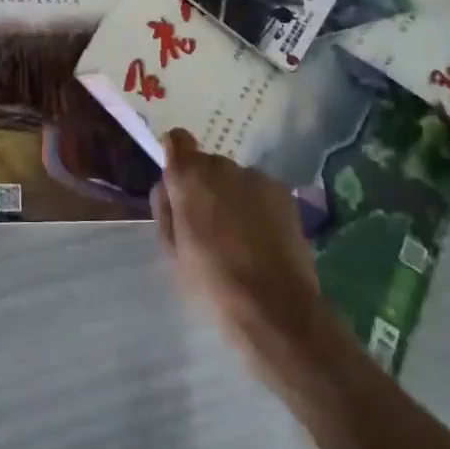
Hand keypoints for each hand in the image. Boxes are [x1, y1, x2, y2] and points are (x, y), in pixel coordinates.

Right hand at [150, 129, 334, 382]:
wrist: (275, 308)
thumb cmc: (212, 281)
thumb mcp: (172, 249)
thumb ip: (166, 208)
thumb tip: (168, 187)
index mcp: (189, 176)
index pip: (177, 140)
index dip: (176, 156)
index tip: (180, 183)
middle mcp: (222, 165)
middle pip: (208, 164)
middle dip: (207, 186)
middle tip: (210, 223)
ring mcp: (256, 176)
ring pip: (236, 179)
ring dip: (234, 196)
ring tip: (242, 236)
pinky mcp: (284, 193)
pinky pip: (261, 192)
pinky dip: (259, 206)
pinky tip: (264, 239)